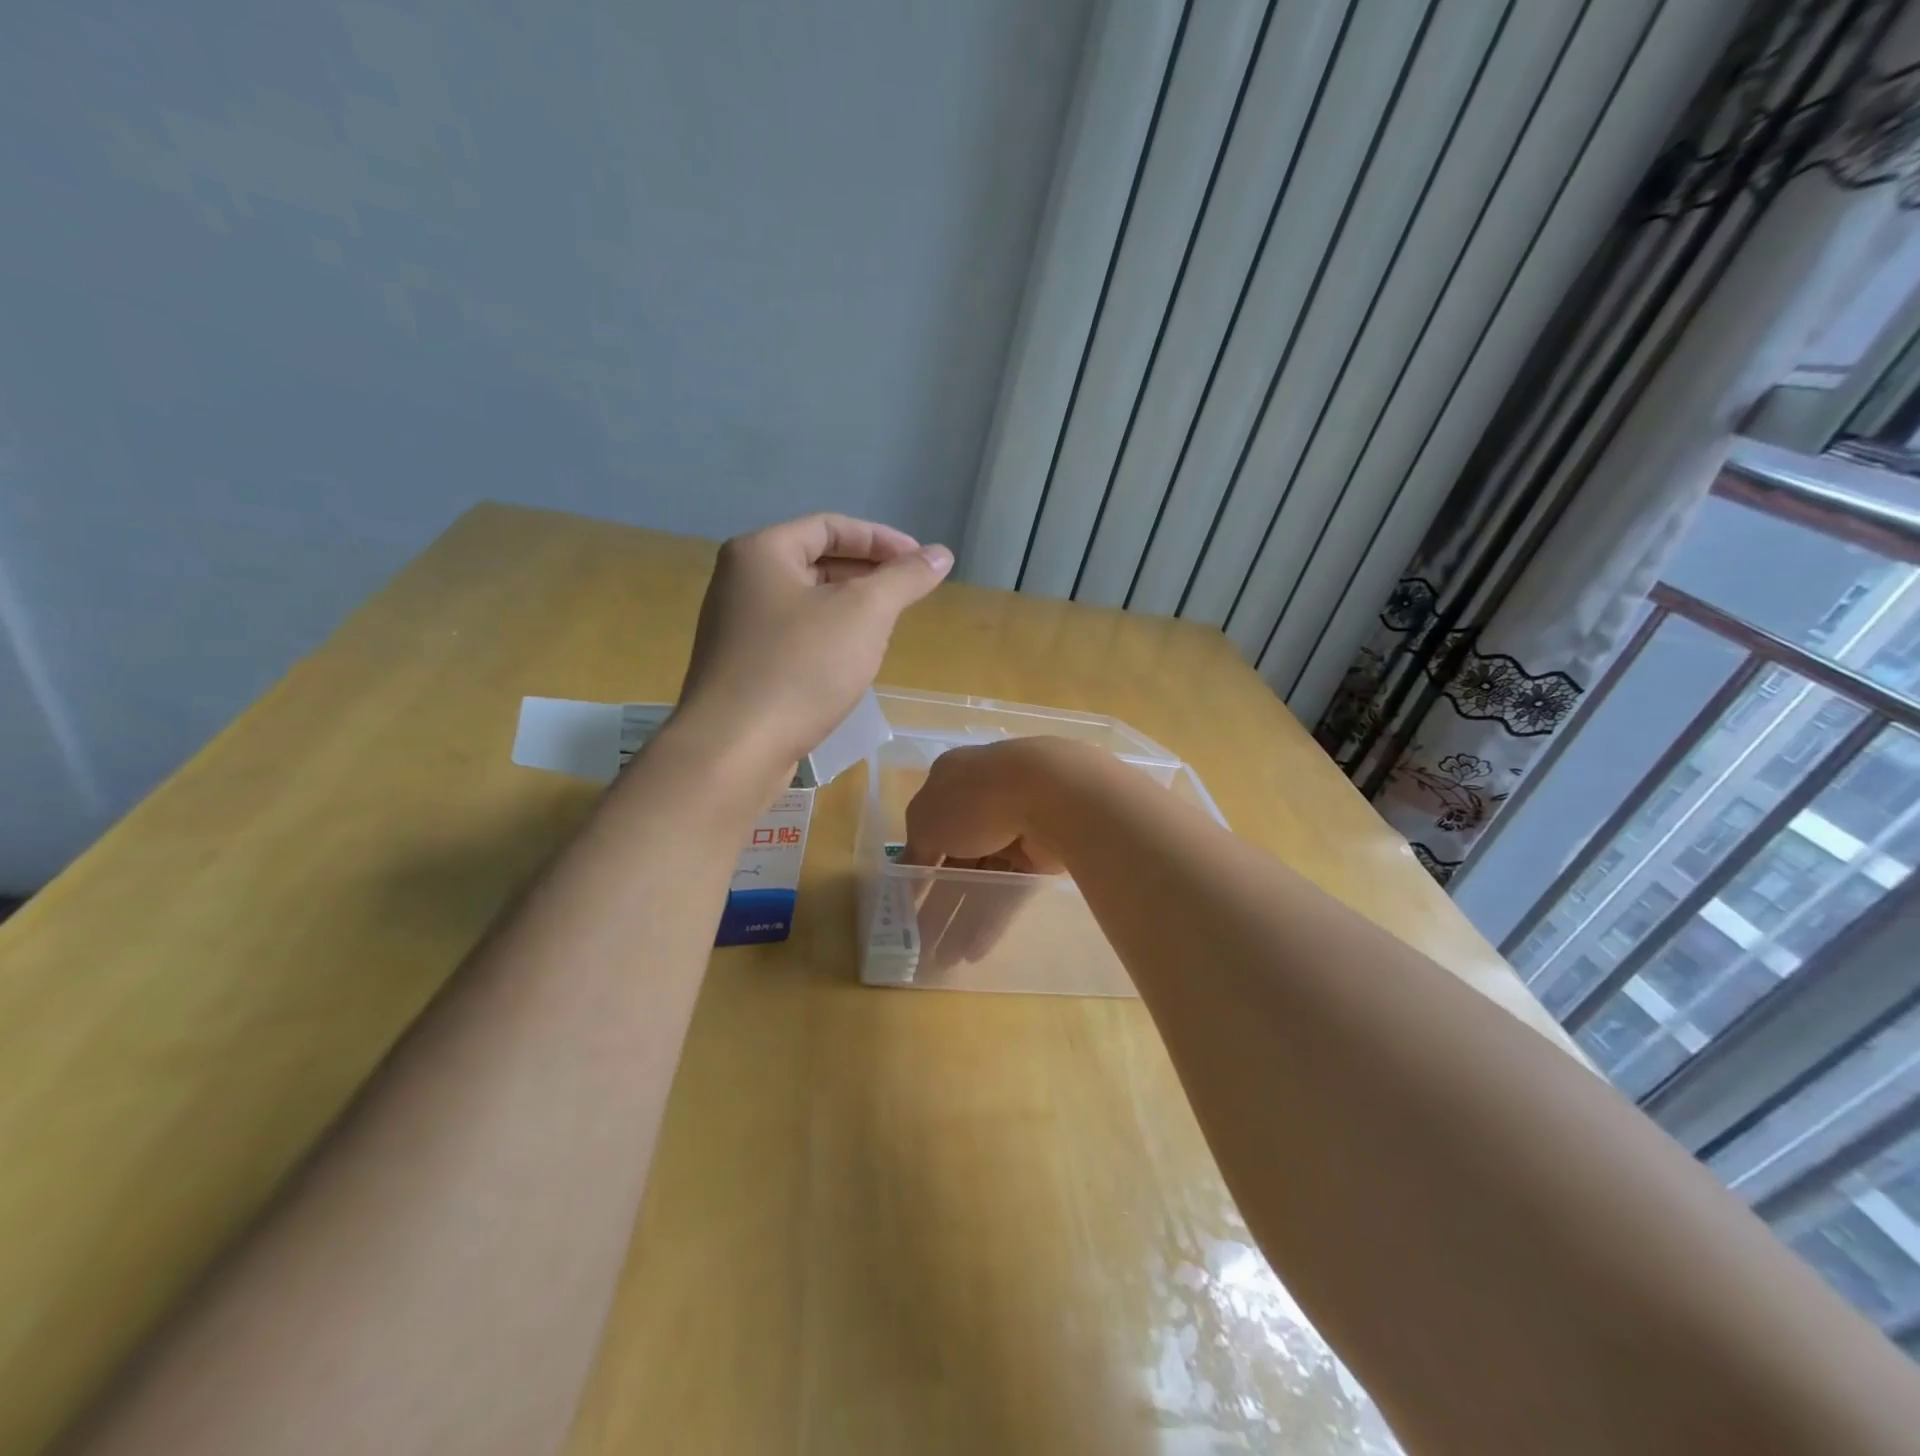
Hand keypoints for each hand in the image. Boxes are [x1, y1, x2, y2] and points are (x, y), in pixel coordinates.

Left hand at [675, 513, 951, 774]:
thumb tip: (940, 555)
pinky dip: (827, 639)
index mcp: (762, 552)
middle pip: (816, 561)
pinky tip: (850, 664)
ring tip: (886, 629)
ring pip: (806, 603)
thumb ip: (904, 578)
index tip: (921, 563)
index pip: (831, 526)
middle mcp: (740, 581)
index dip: (882, 539)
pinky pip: (793, 637)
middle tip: (908, 596)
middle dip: (868, 575)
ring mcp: (735, 627)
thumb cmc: (801, 668)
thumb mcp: (864, 614)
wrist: (734, 749)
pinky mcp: (740, 667)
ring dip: (850, 609)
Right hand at [901, 740, 1072, 970]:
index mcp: (953, 782)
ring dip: (962, 918)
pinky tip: (973, 952)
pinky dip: (991, 920)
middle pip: (956, 861)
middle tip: (922, 942)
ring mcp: (1015, 830)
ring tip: (944, 959)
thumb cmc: (972, 799)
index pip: (930, 830)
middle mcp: (984, 804)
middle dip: (938, 902)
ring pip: (983, 880)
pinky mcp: (1041, 857)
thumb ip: (914, 849)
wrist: (1048, 793)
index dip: (917, 868)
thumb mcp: (925, 822)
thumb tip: (904, 871)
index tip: (906, 903)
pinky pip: (1010, 891)